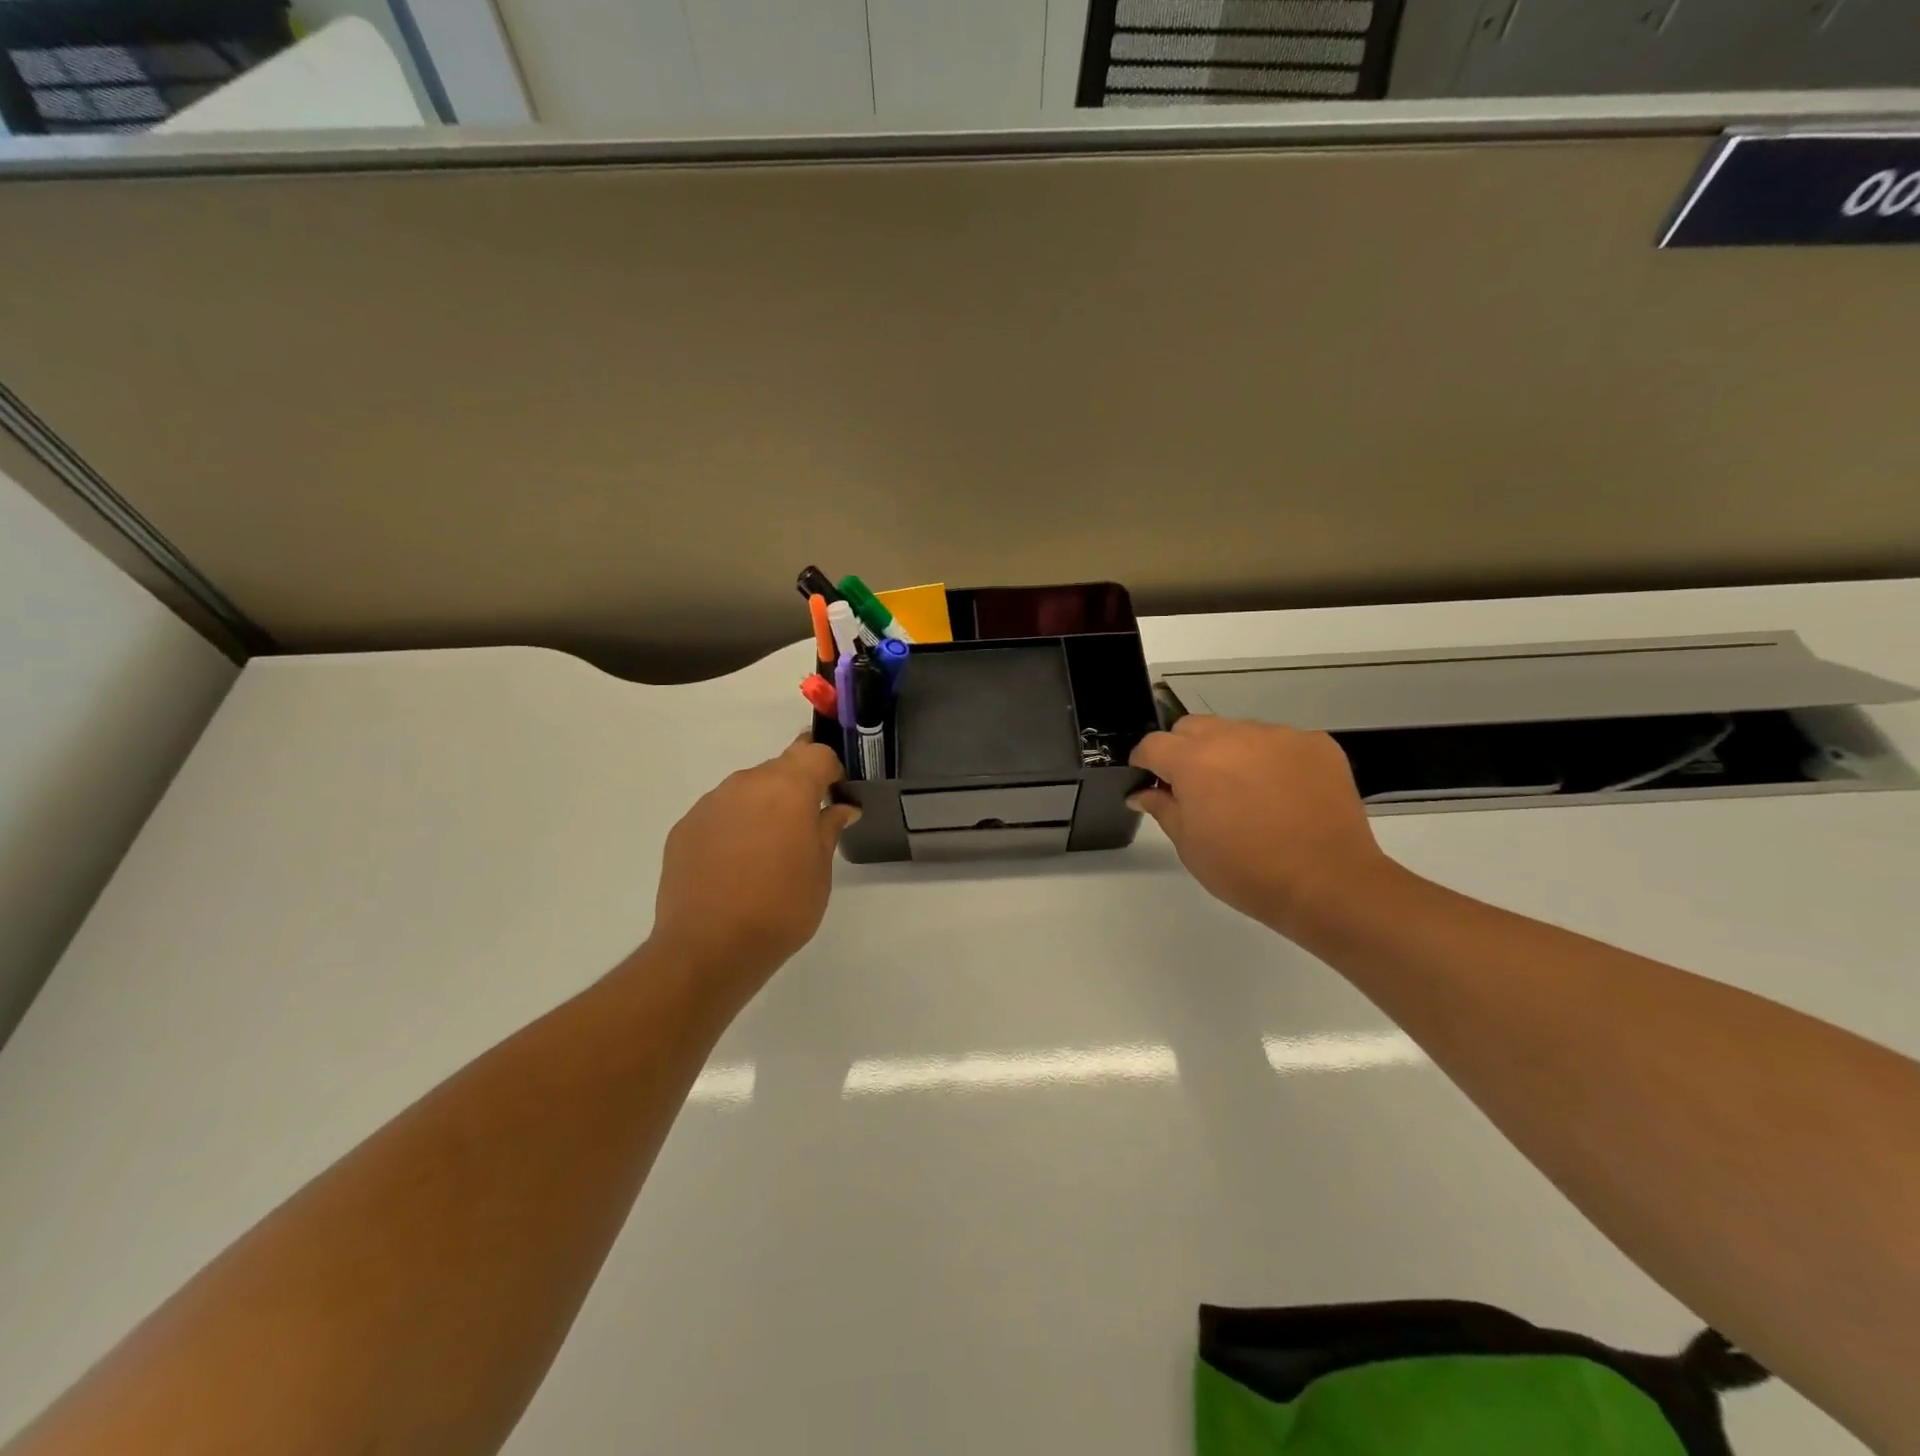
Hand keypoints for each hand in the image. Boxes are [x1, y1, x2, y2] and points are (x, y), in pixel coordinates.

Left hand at [648, 736, 859, 993]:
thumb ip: (829, 829)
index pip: (816, 753)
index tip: (835, 794)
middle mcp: (746, 784)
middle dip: (795, 788)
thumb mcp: (820, 871)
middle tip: (803, 828)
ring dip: (762, 808)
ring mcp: (711, 804)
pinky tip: (734, 865)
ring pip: (746, 790)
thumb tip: (841, 808)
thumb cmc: (781, 908)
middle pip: (779, 768)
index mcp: (788, 788)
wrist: (709, 948)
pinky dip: (733, 827)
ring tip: (766, 852)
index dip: (830, 769)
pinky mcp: (684, 827)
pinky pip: (719, 814)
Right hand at [1130, 716, 1392, 939]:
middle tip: (1197, 788)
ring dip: (1230, 753)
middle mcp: (1234, 736)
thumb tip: (1143, 792)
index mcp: (1194, 761)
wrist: (1328, 883)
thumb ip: (1162, 808)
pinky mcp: (1316, 744)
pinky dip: (1271, 760)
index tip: (1149, 781)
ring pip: (1238, 731)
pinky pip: (1279, 742)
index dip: (1145, 762)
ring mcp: (1279, 736)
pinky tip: (1283, 794)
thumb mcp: (1190, 846)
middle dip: (1185, 750)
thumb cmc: (1247, 871)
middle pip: (1193, 727)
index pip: (1153, 744)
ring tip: (1247, 793)